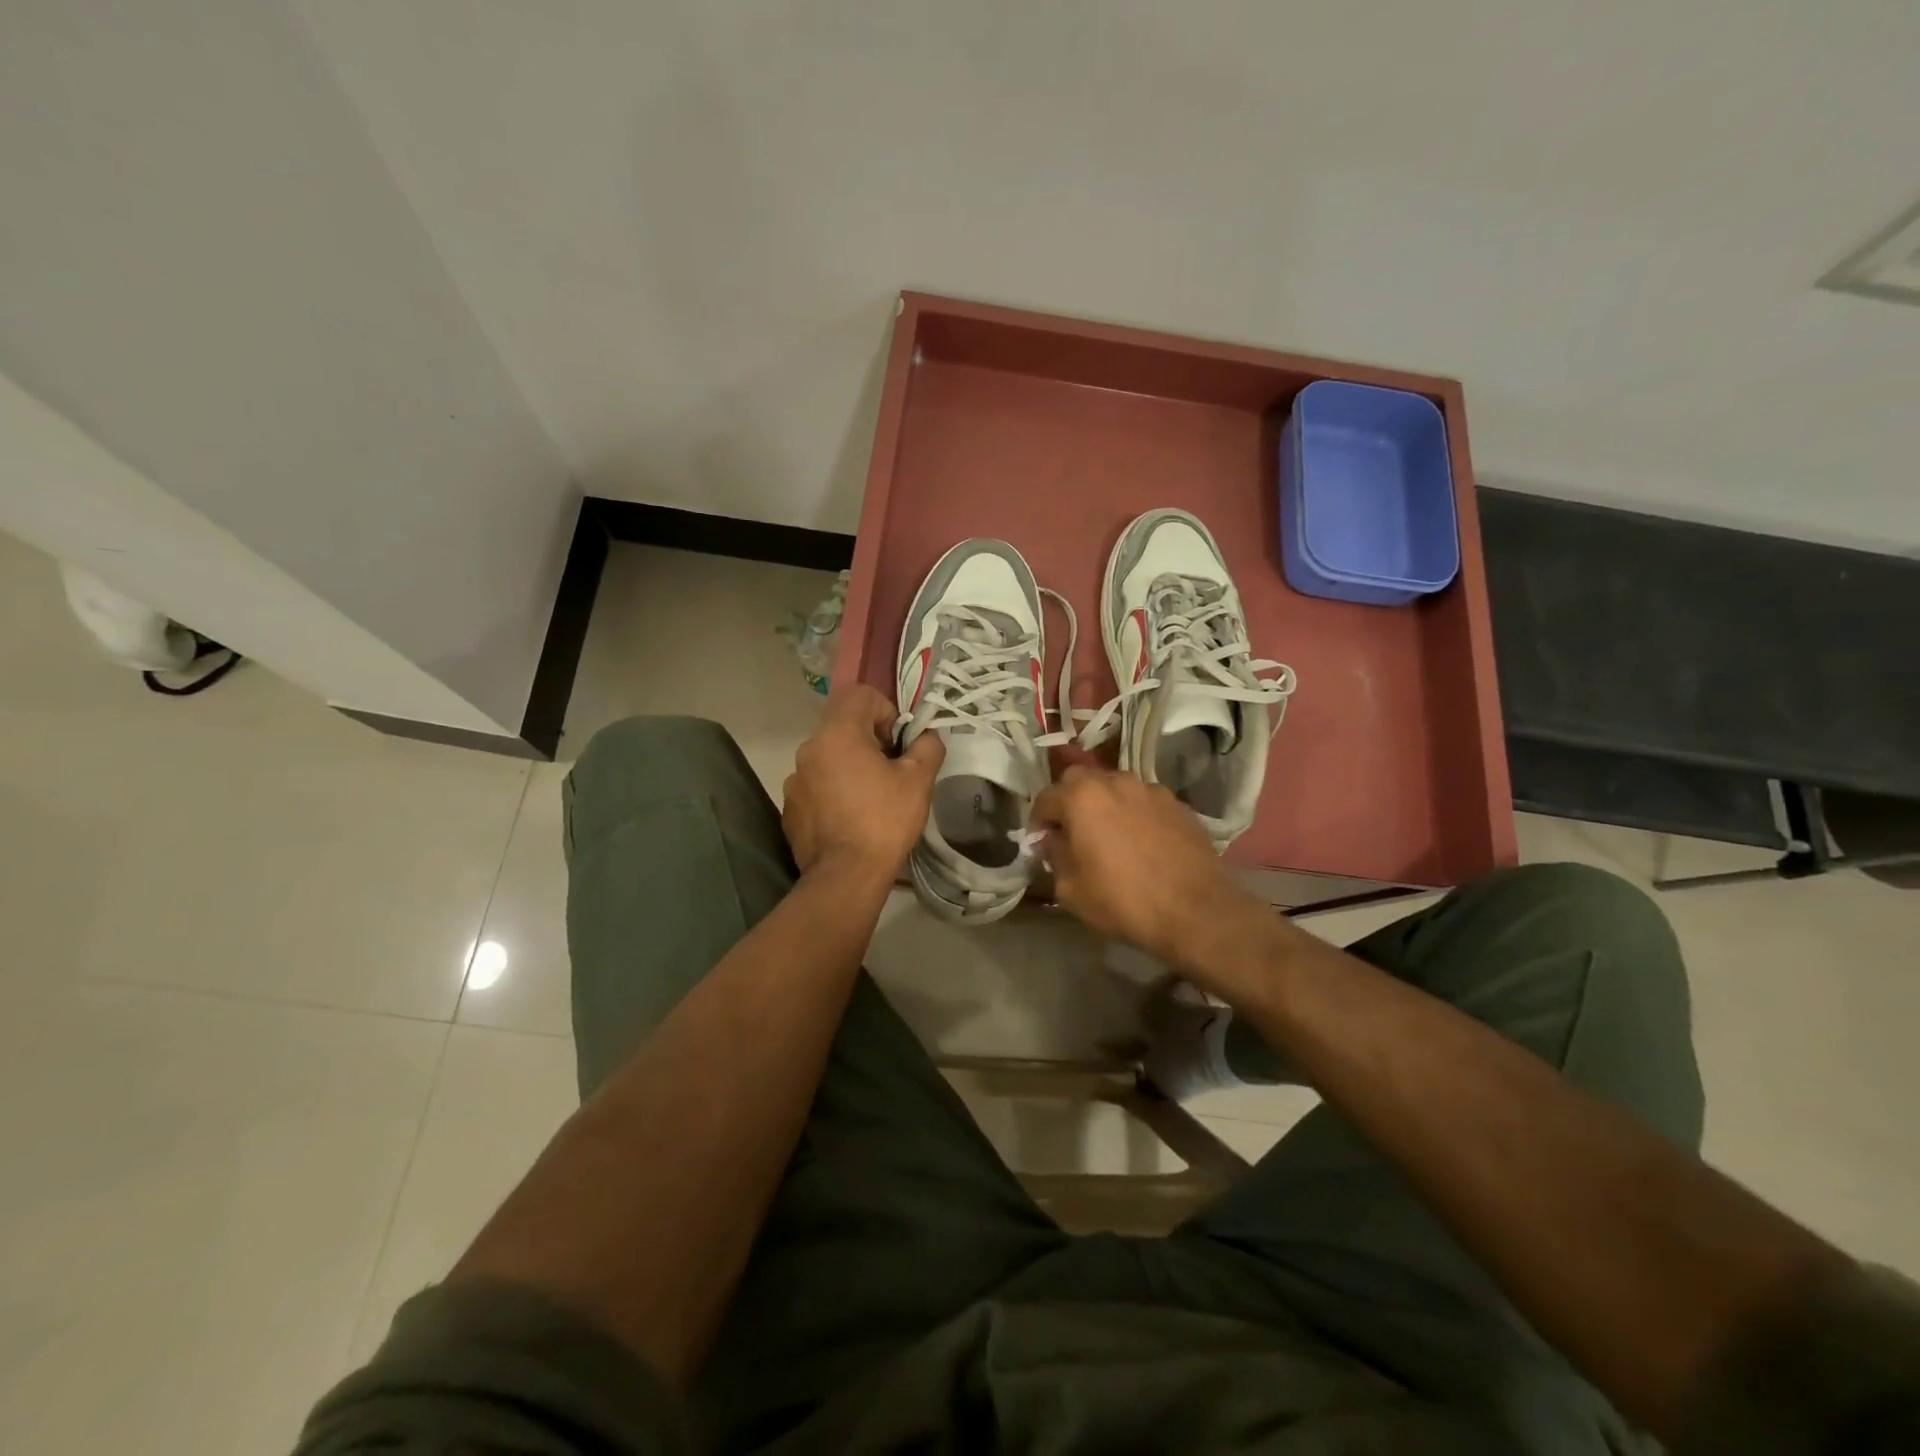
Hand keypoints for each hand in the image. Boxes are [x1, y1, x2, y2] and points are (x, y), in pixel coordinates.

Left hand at [782, 685, 943, 878]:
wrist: (845, 876)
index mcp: (837, 734)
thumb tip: (927, 735)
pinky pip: (816, 786)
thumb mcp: (918, 780)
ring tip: (871, 799)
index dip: (886, 711)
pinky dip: (834, 792)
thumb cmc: (884, 821)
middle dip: (870, 741)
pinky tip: (851, 819)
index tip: (898, 744)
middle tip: (891, 771)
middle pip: (843, 727)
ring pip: (829, 757)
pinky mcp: (791, 808)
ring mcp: (795, 780)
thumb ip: (927, 746)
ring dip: (850, 767)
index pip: (860, 696)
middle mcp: (808, 750)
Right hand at [1030, 753, 1264, 967]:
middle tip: (1072, 832)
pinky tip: (1141, 842)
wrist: (1196, 911)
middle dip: (1069, 800)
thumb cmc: (1123, 901)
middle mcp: (1115, 781)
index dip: (1038, 821)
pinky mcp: (1177, 803)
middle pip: (1079, 780)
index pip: (1045, 797)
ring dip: (1103, 803)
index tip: (1041, 842)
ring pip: (1114, 786)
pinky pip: (1143, 801)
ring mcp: (1150, 789)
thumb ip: (1054, 856)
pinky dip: (1134, 813)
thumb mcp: (1070, 889)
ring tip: (1109, 835)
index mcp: (1082, 797)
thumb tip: (1053, 840)